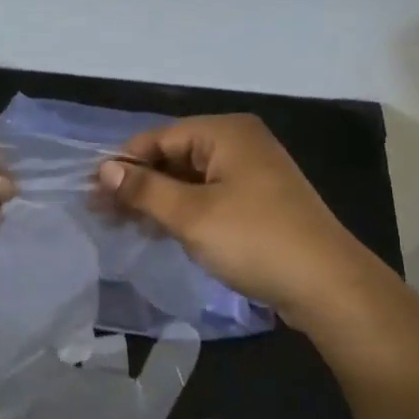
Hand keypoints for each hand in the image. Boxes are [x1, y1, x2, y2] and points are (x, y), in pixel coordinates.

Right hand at [97, 114, 350, 315]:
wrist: (327, 286)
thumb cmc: (254, 240)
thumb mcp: (191, 214)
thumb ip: (144, 189)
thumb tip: (104, 170)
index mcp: (226, 133)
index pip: (159, 138)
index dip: (123, 163)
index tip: (91, 191)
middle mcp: (239, 144)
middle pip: (173, 157)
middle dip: (137, 184)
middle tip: (100, 213)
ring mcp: (251, 175)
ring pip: (188, 180)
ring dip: (155, 201)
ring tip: (120, 225)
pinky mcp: (256, 203)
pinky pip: (207, 198)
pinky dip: (180, 212)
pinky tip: (155, 231)